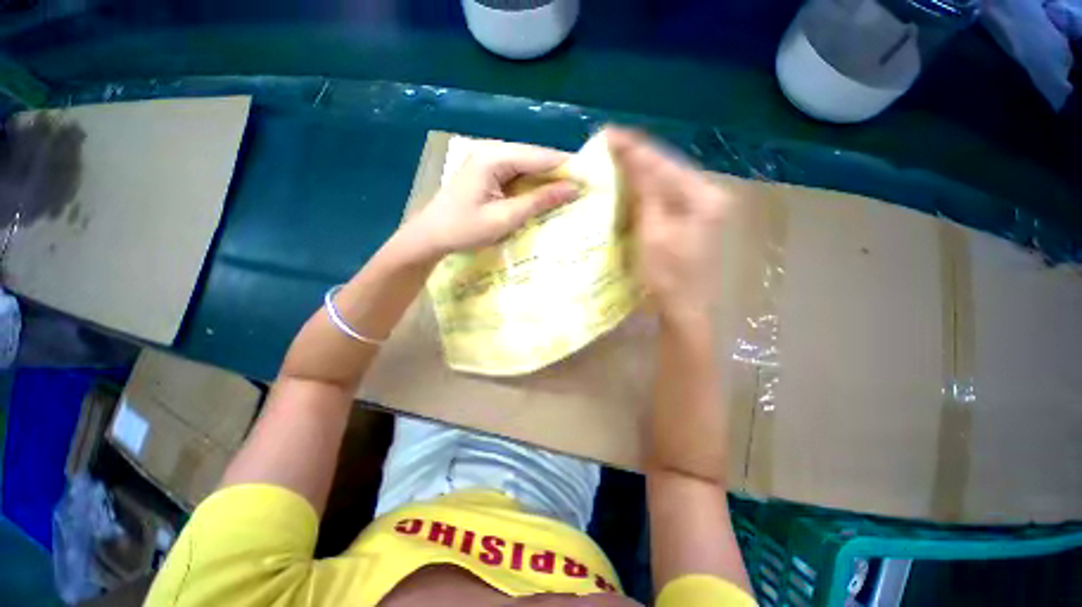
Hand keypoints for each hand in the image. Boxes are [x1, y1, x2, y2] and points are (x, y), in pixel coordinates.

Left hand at [401, 140, 579, 259]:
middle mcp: (493, 150)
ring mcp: (489, 159)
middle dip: (558, 174)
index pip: (541, 156)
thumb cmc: (465, 229)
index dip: (567, 167)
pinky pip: (518, 174)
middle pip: (535, 158)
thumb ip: (539, 201)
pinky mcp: (488, 171)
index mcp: (495, 156)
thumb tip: (574, 189)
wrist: (431, 235)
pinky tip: (545, 197)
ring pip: (528, 166)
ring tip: (569, 195)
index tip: (592, 180)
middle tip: (582, 191)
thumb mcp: (505, 218)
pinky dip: (532, 185)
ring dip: (546, 181)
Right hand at [607, 127, 734, 323]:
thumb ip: (645, 190)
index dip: (635, 147)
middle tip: (609, 144)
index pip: (663, 162)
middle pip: (668, 166)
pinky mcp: (692, 218)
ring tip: (616, 157)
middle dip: (637, 155)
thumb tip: (631, 153)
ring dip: (641, 170)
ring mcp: (701, 206)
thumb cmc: (667, 275)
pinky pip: (666, 195)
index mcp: (702, 195)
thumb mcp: (653, 231)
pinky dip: (647, 188)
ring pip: (666, 179)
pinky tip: (631, 182)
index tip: (608, 133)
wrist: (684, 308)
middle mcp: (707, 194)